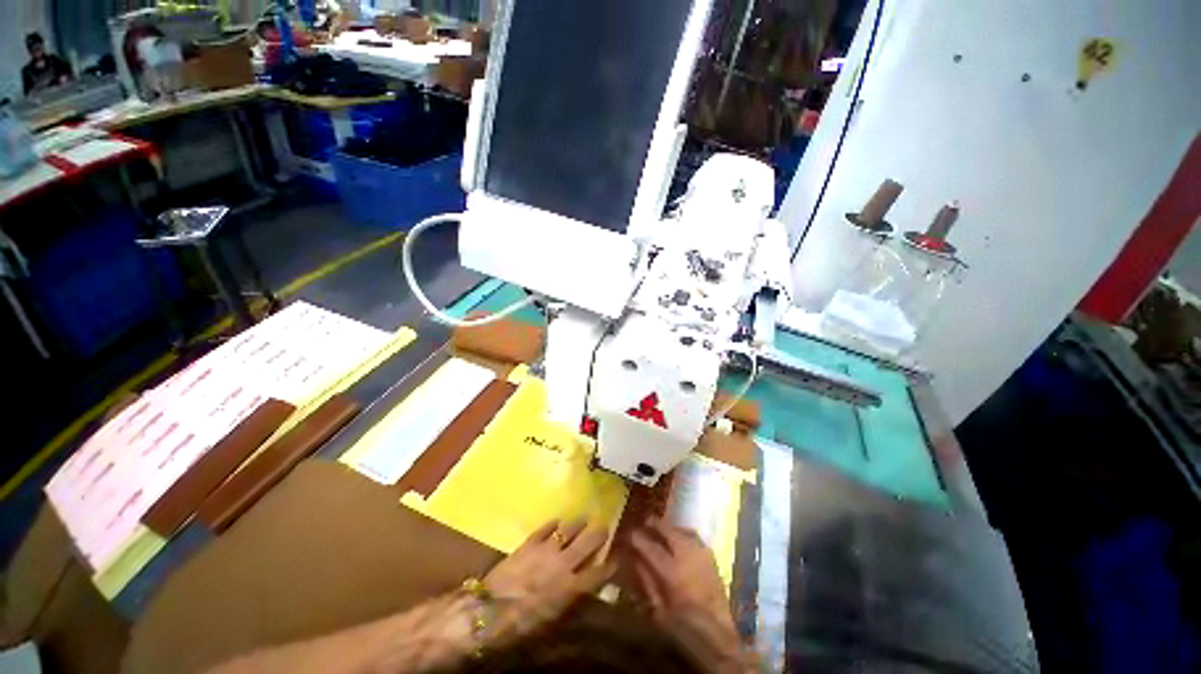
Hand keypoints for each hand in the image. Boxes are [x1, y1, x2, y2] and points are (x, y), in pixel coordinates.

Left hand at [482, 520, 614, 644]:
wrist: (488, 610)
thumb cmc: (521, 625)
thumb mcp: (552, 620)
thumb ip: (571, 601)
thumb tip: (584, 589)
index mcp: (571, 587)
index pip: (599, 573)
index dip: (610, 565)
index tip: (617, 557)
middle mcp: (564, 563)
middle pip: (588, 542)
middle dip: (599, 533)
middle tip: (604, 526)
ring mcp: (547, 549)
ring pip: (569, 529)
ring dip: (579, 523)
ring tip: (584, 517)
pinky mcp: (530, 542)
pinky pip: (546, 527)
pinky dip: (554, 523)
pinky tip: (558, 521)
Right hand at [630, 519, 748, 672]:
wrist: (718, 634)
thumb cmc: (684, 627)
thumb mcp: (658, 609)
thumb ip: (646, 580)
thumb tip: (635, 558)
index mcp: (673, 572)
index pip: (651, 547)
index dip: (638, 538)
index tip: (630, 533)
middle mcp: (689, 557)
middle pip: (669, 531)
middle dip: (655, 524)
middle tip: (645, 522)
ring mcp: (702, 554)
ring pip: (682, 530)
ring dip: (670, 528)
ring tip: (660, 529)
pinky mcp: (712, 557)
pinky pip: (694, 537)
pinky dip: (683, 534)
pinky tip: (678, 538)